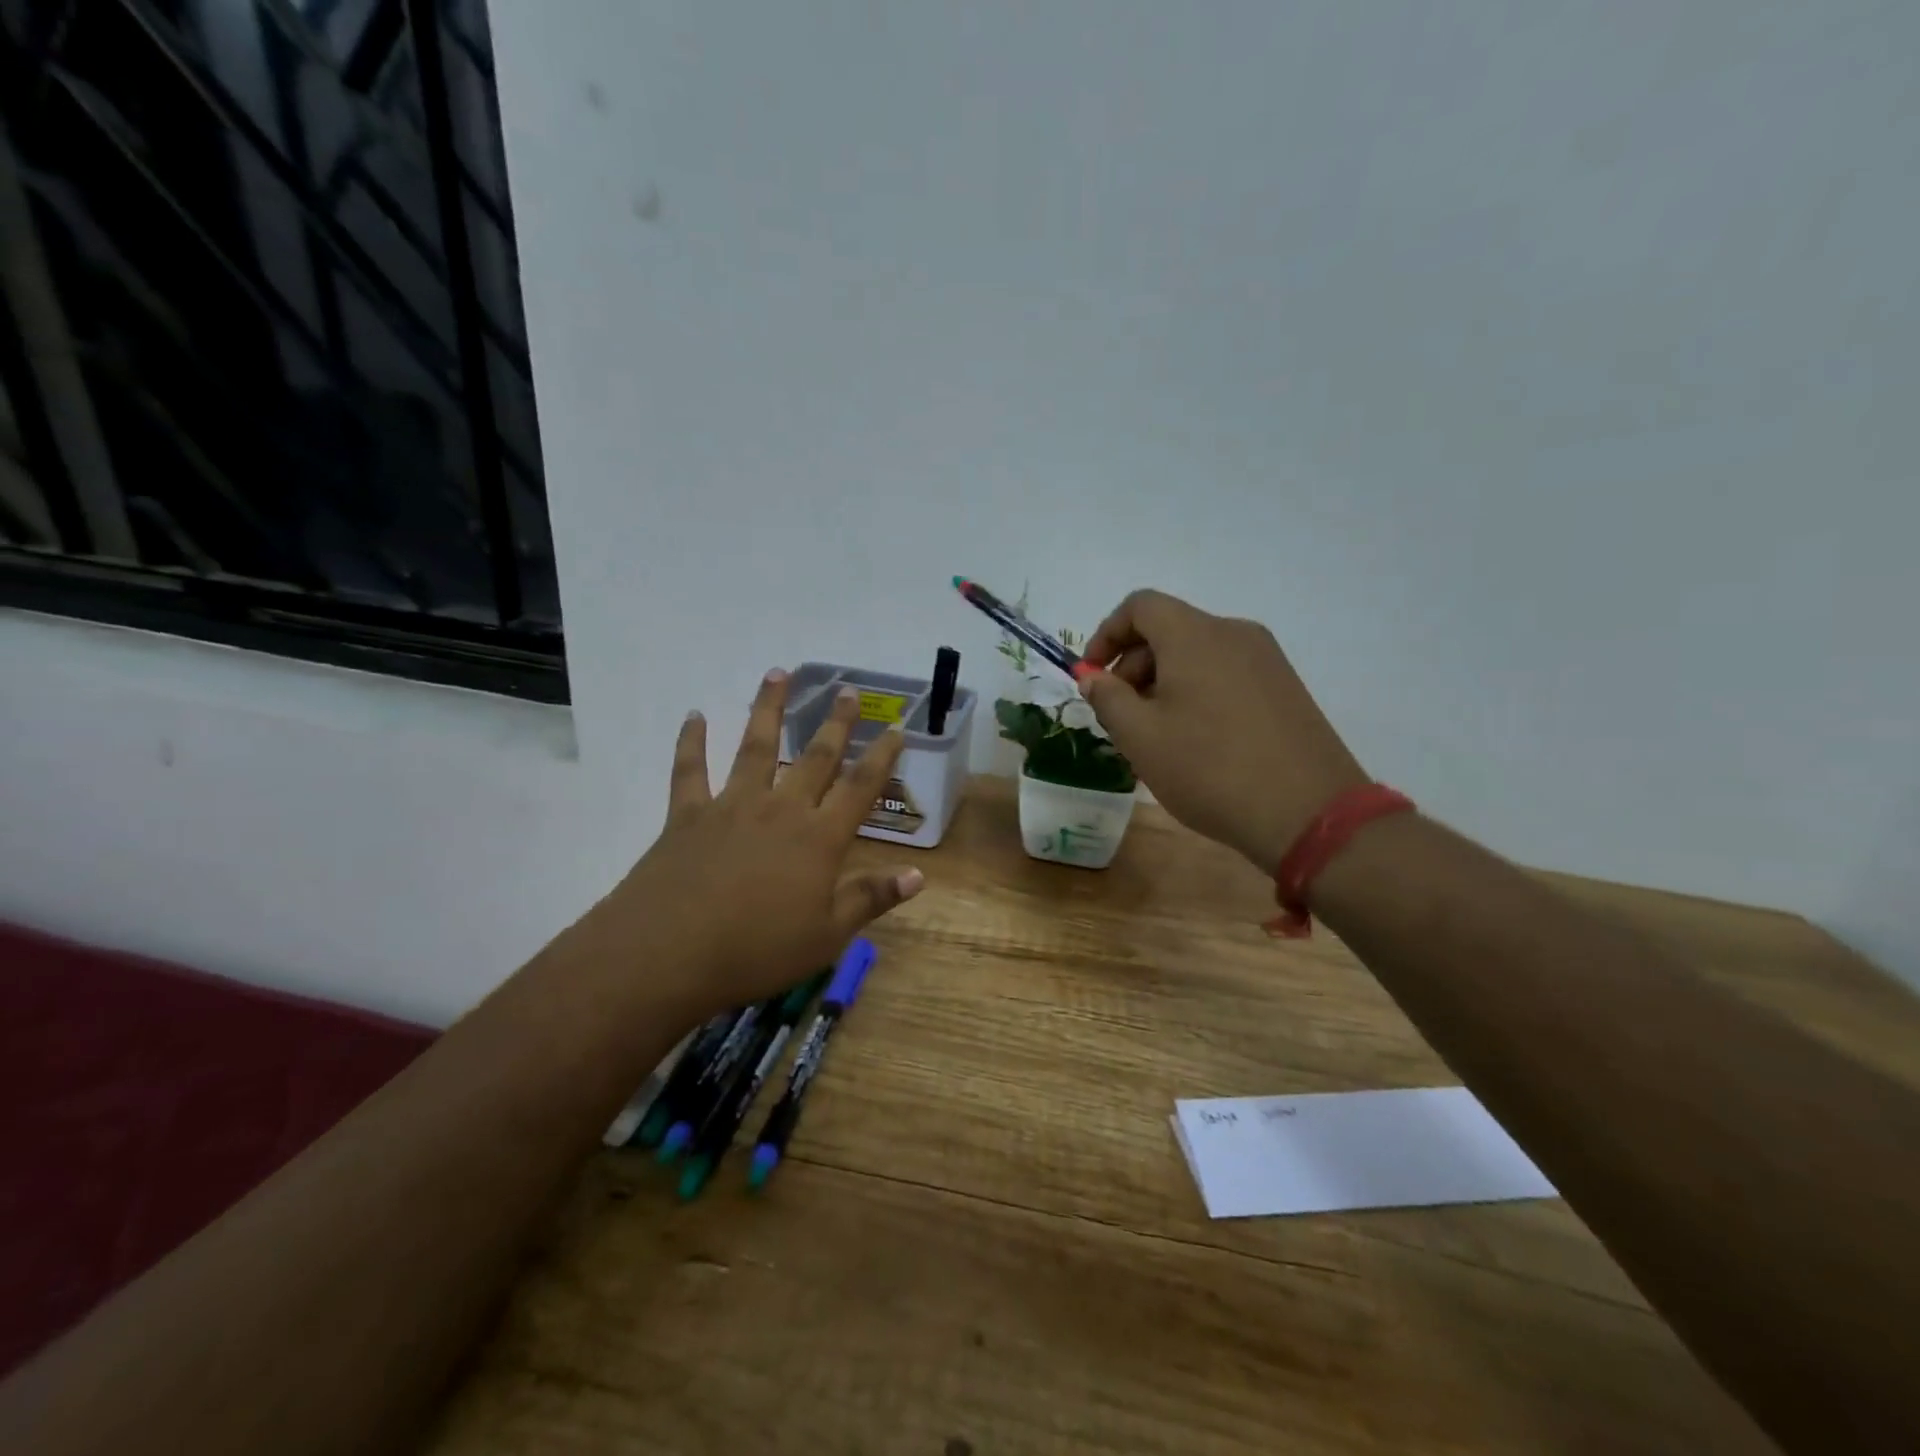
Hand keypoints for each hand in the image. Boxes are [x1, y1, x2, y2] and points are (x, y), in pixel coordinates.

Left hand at [573, 671, 924, 1019]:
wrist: (668, 954)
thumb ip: (870, 899)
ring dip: (768, 708)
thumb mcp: (826, 936)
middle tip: (847, 691)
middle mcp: (781, 810)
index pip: (860, 788)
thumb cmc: (756, 951)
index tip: (895, 729)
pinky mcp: (688, 815)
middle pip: (815, 757)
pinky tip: (694, 715)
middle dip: (835, 723)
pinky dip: (691, 741)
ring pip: (755, 746)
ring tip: (778, 673)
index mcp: (819, 839)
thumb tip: (918, 875)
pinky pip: (690, 770)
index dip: (881, 757)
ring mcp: (732, 806)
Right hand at [1078, 590, 1367, 872]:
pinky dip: (1196, 691)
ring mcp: (1266, 660)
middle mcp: (1233, 633)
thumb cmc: (1210, 769)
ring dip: (1163, 682)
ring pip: (1197, 654)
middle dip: (1133, 665)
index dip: (1107, 633)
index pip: (1140, 606)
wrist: (1308, 813)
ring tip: (1155, 734)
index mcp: (1195, 635)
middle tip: (1119, 715)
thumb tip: (1093, 676)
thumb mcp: (1140, 737)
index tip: (1092, 675)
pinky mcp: (1285, 687)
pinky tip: (1194, 740)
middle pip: (1169, 630)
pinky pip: (1225, 673)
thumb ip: (1107, 698)